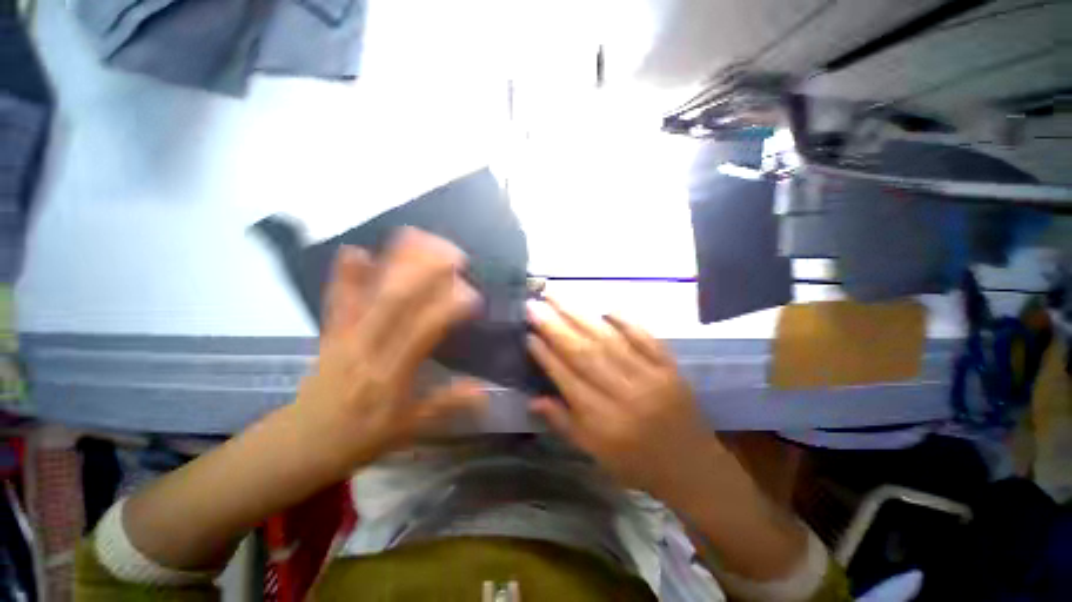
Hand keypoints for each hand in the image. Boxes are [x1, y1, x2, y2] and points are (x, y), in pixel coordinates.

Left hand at [296, 228, 486, 471]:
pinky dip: (345, 275)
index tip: (473, 295)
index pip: (424, 333)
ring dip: (391, 263)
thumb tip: (483, 390)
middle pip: (396, 303)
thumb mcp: (408, 429)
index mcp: (390, 375)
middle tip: (452, 253)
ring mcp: (345, 337)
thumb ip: (446, 405)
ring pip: (369, 295)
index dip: (449, 310)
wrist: (300, 445)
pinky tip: (355, 250)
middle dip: (425, 273)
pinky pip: (337, 301)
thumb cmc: (359, 438)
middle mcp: (368, 349)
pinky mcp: (329, 334)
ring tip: (413, 237)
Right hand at [527, 299, 722, 497]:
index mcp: (604, 423)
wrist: (693, 468)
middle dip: (555, 327)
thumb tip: (532, 400)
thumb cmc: (637, 464)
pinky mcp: (670, 368)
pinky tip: (605, 307)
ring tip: (558, 297)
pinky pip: (646, 338)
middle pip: (585, 354)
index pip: (568, 380)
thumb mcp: (595, 454)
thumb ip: (563, 424)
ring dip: (580, 316)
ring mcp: (651, 378)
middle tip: (534, 305)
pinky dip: (626, 321)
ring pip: (609, 341)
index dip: (546, 356)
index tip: (528, 334)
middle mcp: (625, 396)